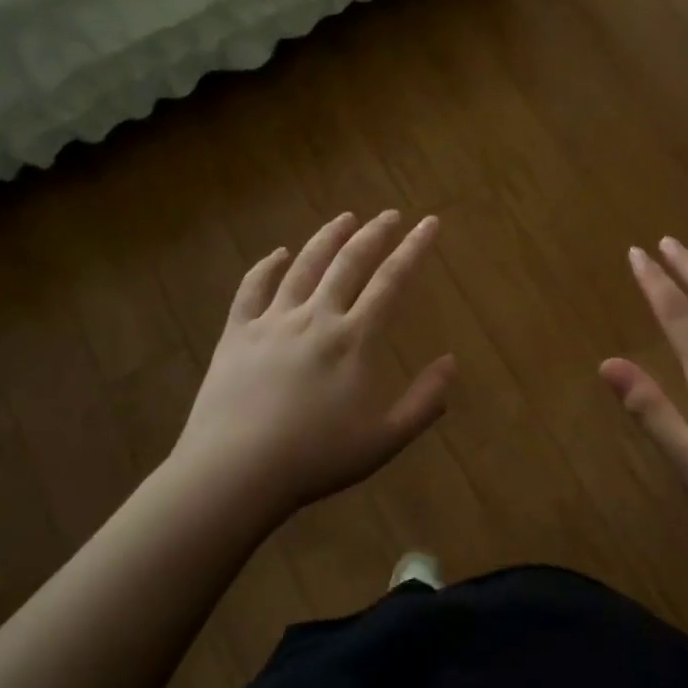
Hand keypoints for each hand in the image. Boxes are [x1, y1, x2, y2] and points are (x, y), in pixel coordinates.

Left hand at [165, 210, 454, 524]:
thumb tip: (452, 363)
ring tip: (345, 218)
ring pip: (303, 267)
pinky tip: (277, 254)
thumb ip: (424, 402)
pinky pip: (252, 289)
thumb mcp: (384, 440)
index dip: (413, 249)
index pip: (391, 281)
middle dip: (374, 234)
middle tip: (389, 215)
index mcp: (353, 340)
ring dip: (327, 238)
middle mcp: (315, 318)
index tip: (429, 223)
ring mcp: (272, 322)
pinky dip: (267, 266)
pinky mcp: (237, 334)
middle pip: (348, 263)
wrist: (235, 472)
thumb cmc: (315, 459)